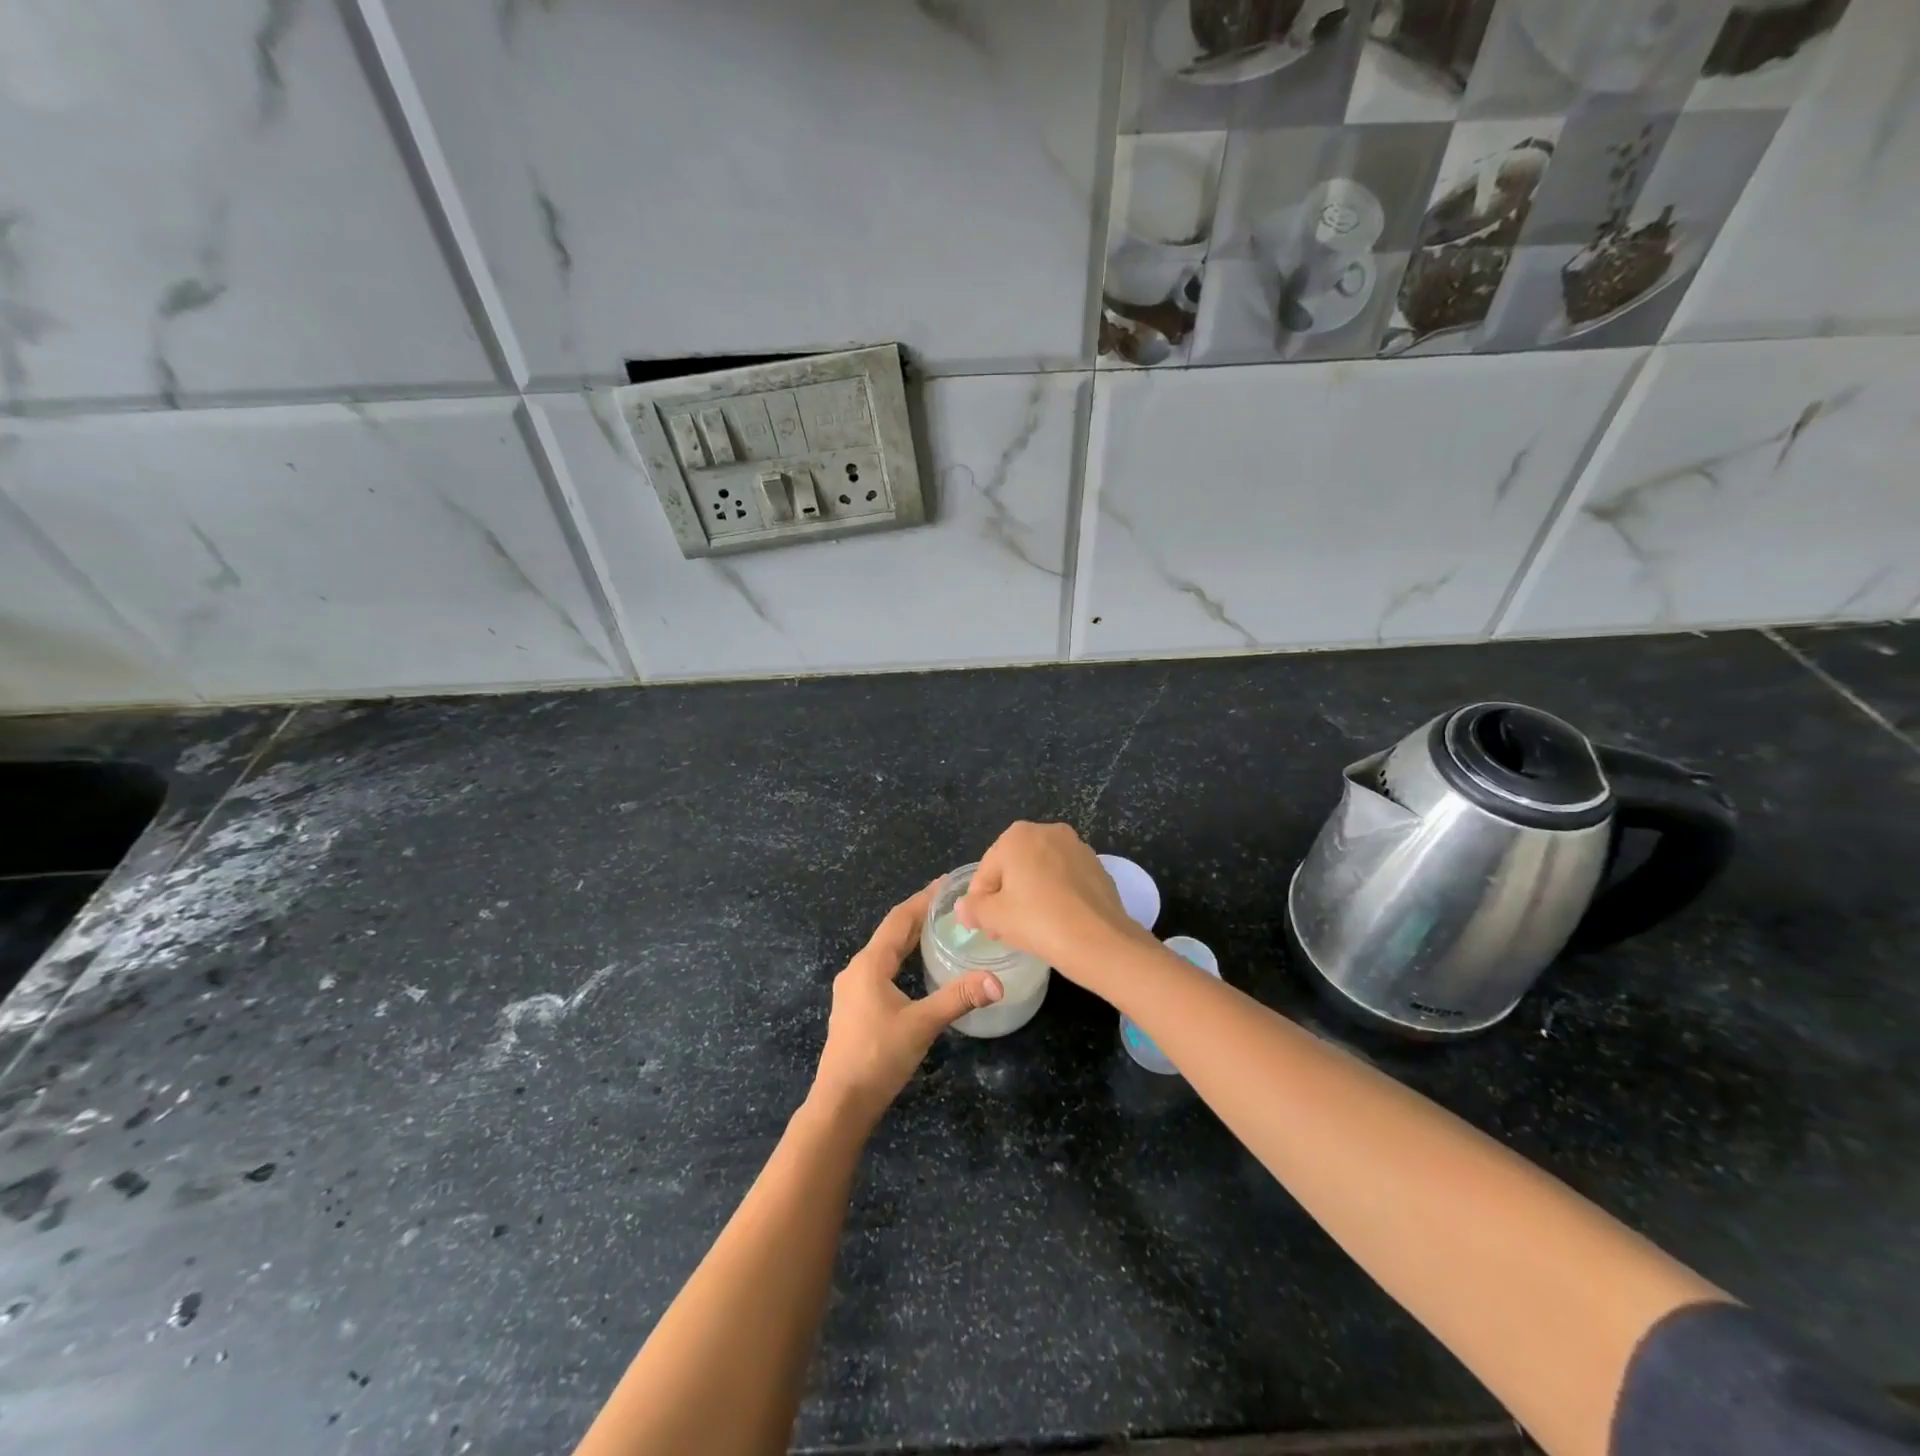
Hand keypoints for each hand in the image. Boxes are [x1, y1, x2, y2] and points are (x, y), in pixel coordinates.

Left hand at [809, 882, 1003, 1129]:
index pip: (899, 920)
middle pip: (891, 933)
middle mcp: (857, 970)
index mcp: (869, 964)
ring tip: (938, 929)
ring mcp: (852, 989)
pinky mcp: (854, 1007)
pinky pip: (881, 969)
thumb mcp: (922, 1025)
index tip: (946, 884)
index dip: (922, 899)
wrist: (841, 1103)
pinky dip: (901, 958)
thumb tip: (996, 981)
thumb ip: (958, 999)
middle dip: (919, 916)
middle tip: (950, 904)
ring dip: (909, 938)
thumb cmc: (878, 1057)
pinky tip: (916, 968)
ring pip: (884, 952)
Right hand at [955, 821, 1149, 984]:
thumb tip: (963, 907)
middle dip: (1005, 894)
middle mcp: (1048, 831)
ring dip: (1030, 893)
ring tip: (1028, 926)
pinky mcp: (1097, 867)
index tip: (981, 925)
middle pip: (1014, 866)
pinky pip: (1065, 880)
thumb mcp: (995, 917)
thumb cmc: (1038, 921)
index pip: (986, 869)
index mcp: (1017, 836)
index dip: (979, 899)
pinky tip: (1055, 921)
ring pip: (1041, 871)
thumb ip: (974, 908)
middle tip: (1001, 928)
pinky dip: (1055, 895)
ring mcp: (1077, 847)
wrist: (1100, 940)